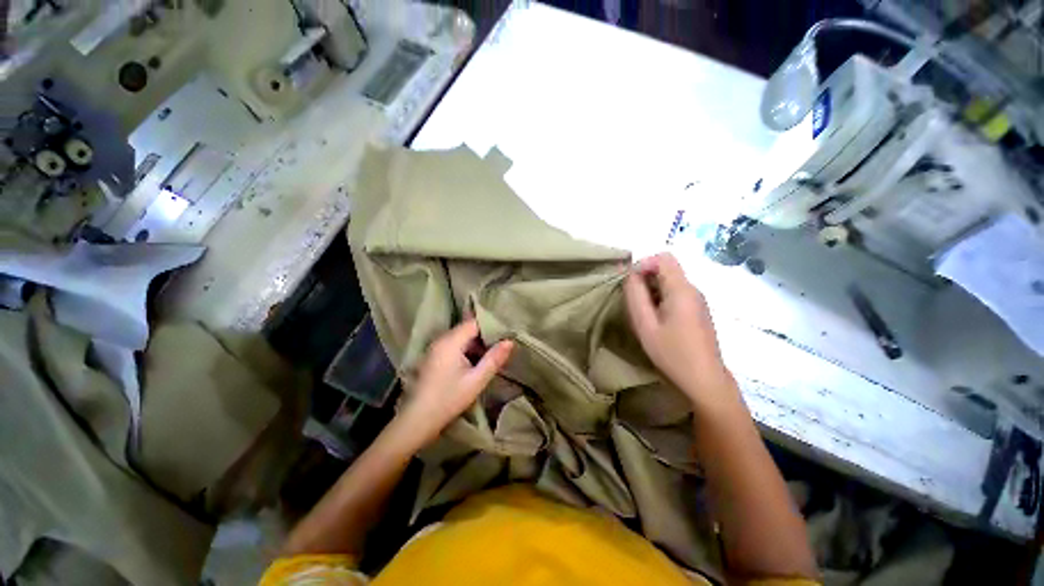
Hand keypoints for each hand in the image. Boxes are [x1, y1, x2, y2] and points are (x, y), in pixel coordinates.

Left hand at [395, 319, 513, 449]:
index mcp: (451, 341)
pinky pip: (454, 345)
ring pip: (461, 338)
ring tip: (491, 355)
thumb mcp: (477, 380)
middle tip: (501, 346)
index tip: (505, 335)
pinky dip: (466, 350)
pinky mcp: (433, 357)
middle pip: (467, 329)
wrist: (418, 419)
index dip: (491, 327)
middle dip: (484, 336)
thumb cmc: (449, 398)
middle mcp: (441, 339)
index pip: (474, 323)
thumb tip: (510, 341)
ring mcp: (435, 348)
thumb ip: (494, 359)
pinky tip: (475, 363)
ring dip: (476, 344)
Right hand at [624, 253, 737, 410]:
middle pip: (666, 269)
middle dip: (645, 279)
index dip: (643, 264)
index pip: (663, 258)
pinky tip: (657, 321)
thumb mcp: (645, 324)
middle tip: (634, 303)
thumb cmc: (672, 353)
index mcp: (682, 289)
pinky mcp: (698, 311)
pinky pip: (676, 294)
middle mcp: (693, 289)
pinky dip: (661, 299)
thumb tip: (630, 275)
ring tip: (644, 315)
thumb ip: (635, 295)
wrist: (704, 381)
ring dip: (652, 291)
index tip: (630, 285)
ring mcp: (698, 301)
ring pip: (670, 282)